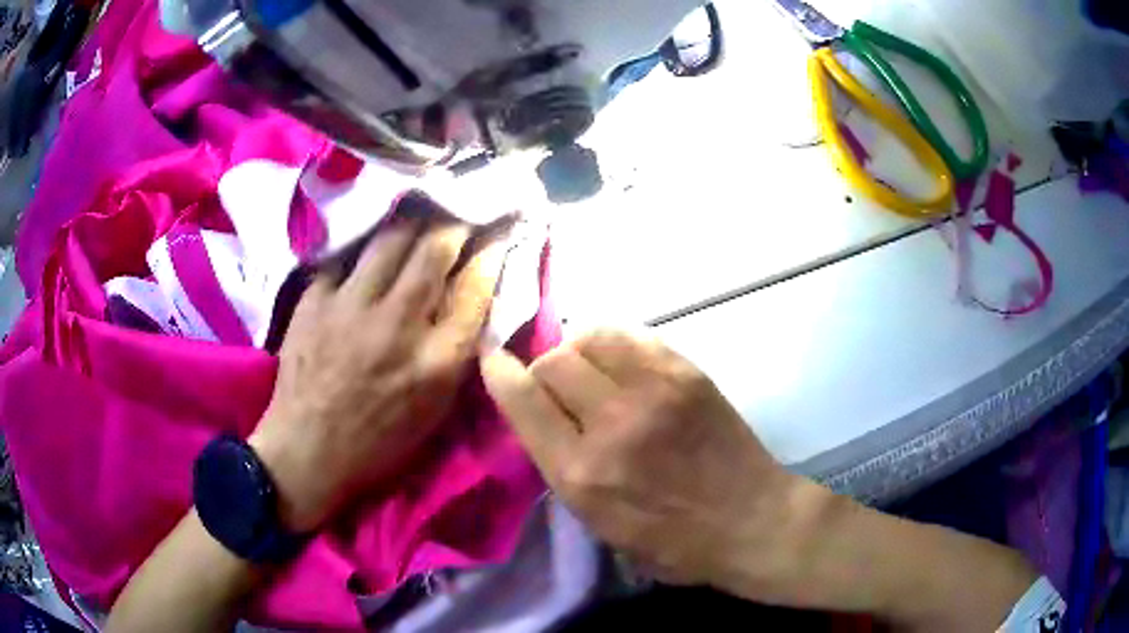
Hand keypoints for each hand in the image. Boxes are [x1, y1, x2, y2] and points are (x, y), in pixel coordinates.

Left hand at [250, 215, 508, 532]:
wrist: (306, 450)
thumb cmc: (378, 442)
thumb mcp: (435, 411)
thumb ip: (456, 354)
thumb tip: (470, 302)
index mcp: (435, 361)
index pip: (475, 288)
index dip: (492, 252)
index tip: (499, 231)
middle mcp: (397, 324)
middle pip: (435, 251)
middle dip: (457, 221)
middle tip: (463, 207)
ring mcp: (350, 306)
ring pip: (391, 239)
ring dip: (414, 219)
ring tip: (423, 207)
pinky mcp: (315, 299)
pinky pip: (345, 255)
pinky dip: (363, 245)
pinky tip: (369, 240)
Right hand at [480, 330, 829, 597]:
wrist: (751, 520)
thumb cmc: (674, 542)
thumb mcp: (600, 526)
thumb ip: (564, 469)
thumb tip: (543, 417)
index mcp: (582, 475)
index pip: (523, 402)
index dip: (500, 374)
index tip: (492, 359)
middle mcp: (611, 426)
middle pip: (551, 363)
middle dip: (542, 370)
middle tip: (558, 388)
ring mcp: (653, 392)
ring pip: (588, 338)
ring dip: (577, 351)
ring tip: (589, 370)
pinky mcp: (685, 373)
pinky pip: (631, 336)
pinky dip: (612, 342)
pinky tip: (620, 362)